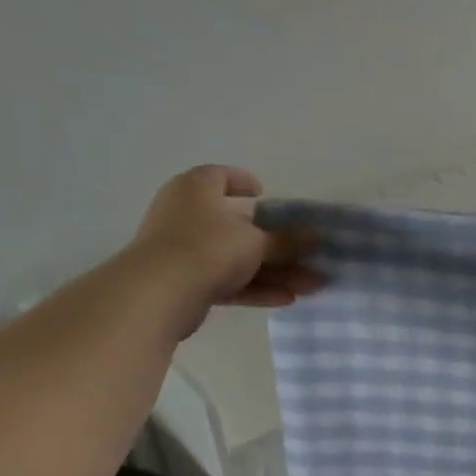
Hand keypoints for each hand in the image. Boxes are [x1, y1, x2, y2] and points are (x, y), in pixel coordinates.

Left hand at [128, 165, 322, 336]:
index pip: (220, 176)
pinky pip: (227, 280)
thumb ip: (288, 241)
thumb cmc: (208, 247)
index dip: (242, 182)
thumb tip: (316, 236)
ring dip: (274, 272)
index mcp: (197, 189)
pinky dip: (255, 287)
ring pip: (237, 257)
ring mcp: (183, 250)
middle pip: (238, 226)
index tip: (264, 193)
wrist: (158, 293)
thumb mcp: (257, 242)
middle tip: (307, 254)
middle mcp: (187, 214)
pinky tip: (287, 299)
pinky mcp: (185, 282)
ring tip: (311, 285)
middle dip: (277, 244)